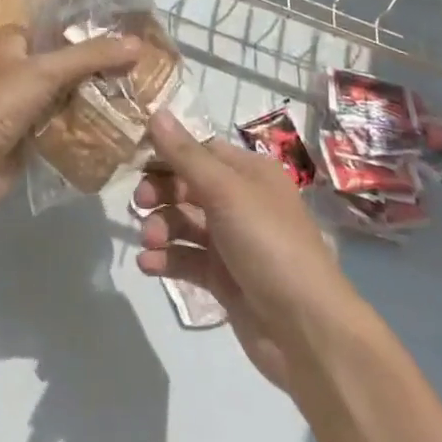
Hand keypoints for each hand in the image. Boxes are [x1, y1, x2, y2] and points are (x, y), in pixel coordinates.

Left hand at [0, 28, 141, 218]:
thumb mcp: (43, 72)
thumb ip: (89, 56)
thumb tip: (137, 43)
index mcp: (20, 45)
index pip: (66, 30)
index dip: (98, 32)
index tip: (139, 37)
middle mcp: (26, 72)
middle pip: (73, 68)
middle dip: (107, 72)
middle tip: (152, 75)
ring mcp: (30, 110)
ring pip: (73, 101)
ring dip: (102, 105)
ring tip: (148, 103)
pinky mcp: (33, 143)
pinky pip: (68, 134)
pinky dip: (91, 135)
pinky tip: (125, 136)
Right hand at [134, 111, 351, 391]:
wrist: (307, 330)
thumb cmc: (269, 244)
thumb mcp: (225, 191)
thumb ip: (186, 154)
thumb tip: (156, 111)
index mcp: (249, 173)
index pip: (200, 150)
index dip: (168, 152)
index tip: (135, 159)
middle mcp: (241, 202)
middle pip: (189, 186)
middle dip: (161, 192)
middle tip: (140, 204)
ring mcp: (232, 242)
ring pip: (185, 223)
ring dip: (162, 228)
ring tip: (150, 242)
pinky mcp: (224, 279)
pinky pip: (188, 259)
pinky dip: (167, 259)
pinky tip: (148, 265)